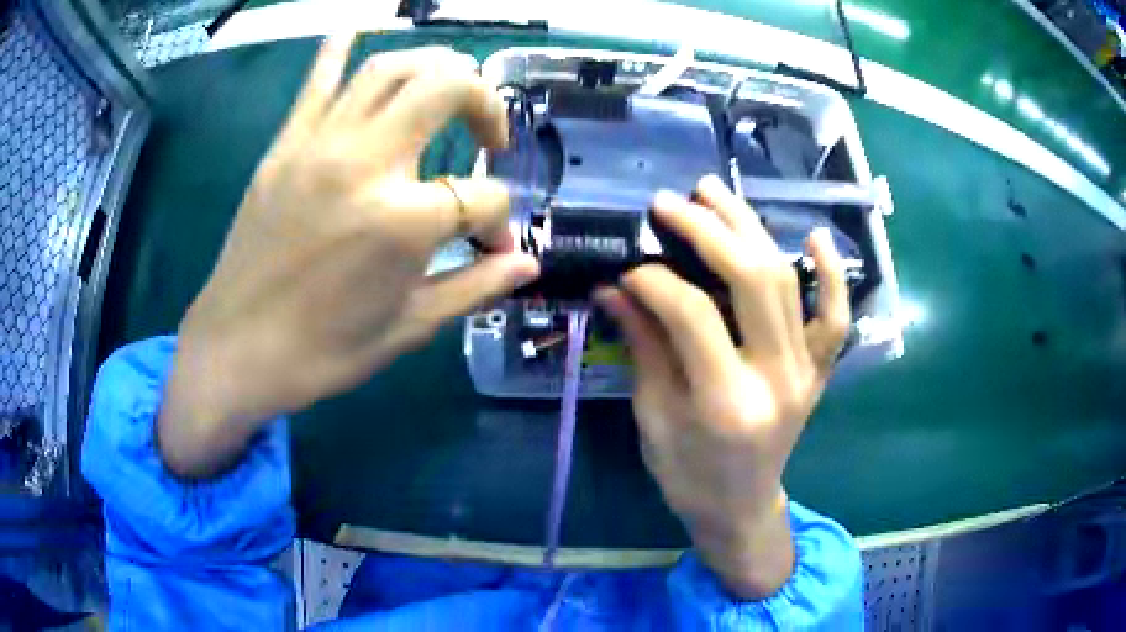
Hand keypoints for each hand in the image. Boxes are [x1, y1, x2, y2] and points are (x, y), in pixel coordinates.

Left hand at [158, 35, 539, 477]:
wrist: (237, 350)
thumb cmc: (324, 352)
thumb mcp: (409, 328)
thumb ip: (476, 287)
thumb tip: (527, 263)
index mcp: (403, 221)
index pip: (483, 198)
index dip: (501, 225)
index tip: (494, 249)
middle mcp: (367, 162)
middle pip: (450, 88)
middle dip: (487, 105)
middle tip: (489, 139)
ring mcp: (321, 145)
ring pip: (392, 68)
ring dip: (436, 69)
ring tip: (448, 94)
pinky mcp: (286, 145)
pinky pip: (318, 80)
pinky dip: (339, 49)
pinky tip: (354, 30)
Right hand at [596, 175, 850, 598]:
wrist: (740, 507)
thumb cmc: (688, 474)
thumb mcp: (653, 416)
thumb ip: (643, 345)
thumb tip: (615, 287)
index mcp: (726, 402)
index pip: (692, 314)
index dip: (655, 279)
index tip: (629, 266)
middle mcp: (777, 378)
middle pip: (751, 279)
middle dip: (706, 229)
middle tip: (669, 202)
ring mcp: (807, 371)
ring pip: (786, 281)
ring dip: (750, 228)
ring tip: (714, 192)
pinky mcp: (819, 370)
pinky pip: (835, 318)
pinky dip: (830, 276)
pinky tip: (814, 237)